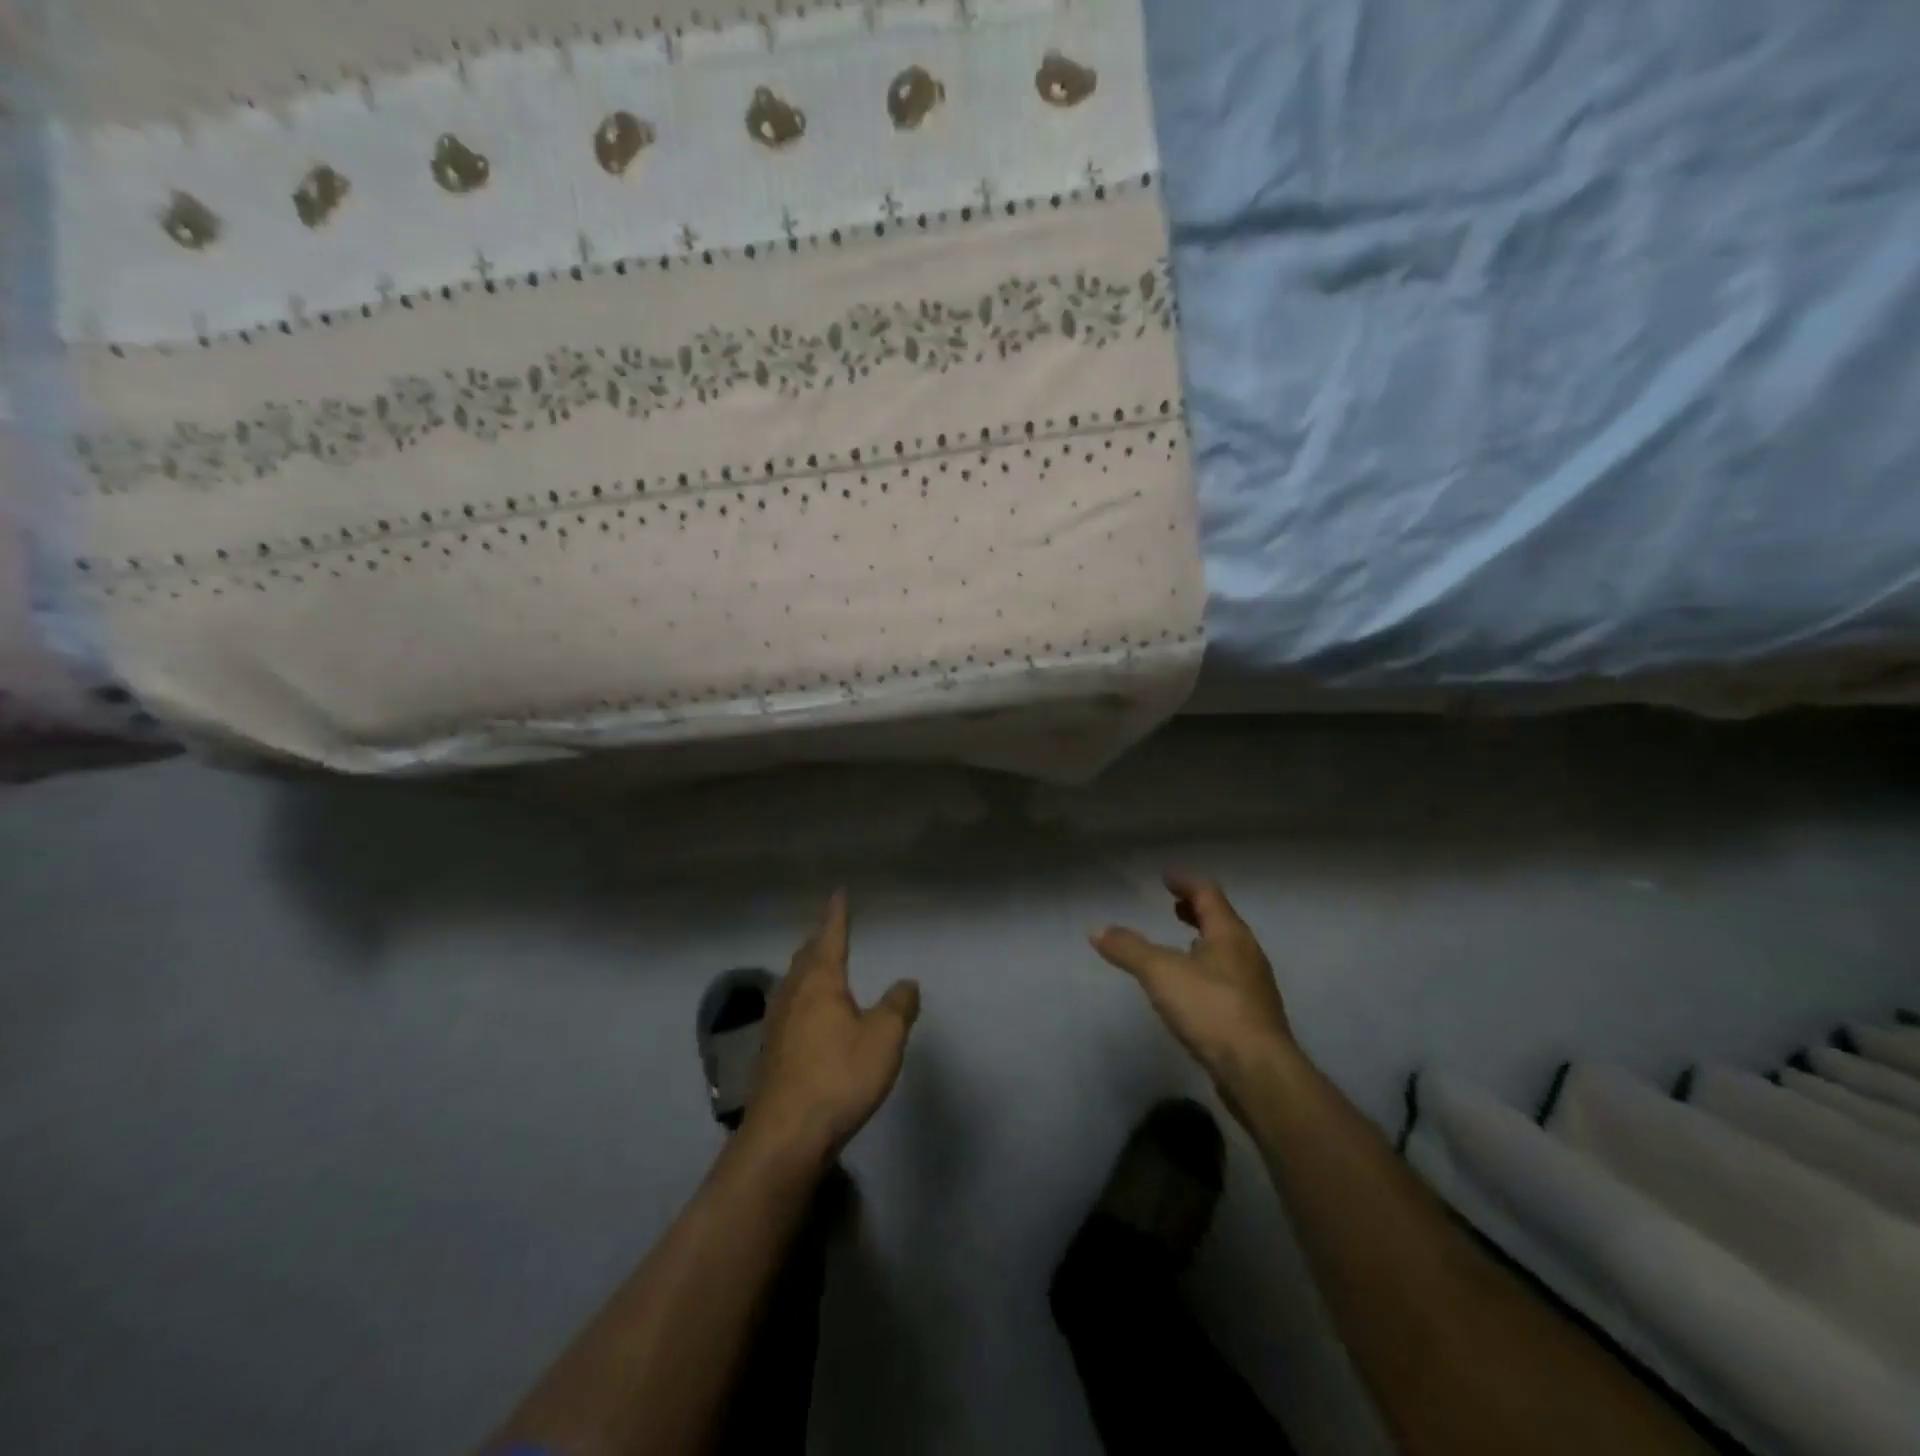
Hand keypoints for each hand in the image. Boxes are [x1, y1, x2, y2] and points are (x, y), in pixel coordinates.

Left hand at [742, 891, 920, 1165]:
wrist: (785, 1135)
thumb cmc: (838, 1076)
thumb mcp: (884, 1039)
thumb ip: (898, 1006)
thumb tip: (907, 982)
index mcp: (820, 982)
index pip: (831, 937)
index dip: (837, 914)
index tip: (839, 893)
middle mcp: (793, 994)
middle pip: (806, 956)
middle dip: (819, 938)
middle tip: (829, 925)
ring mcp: (776, 1024)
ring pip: (792, 981)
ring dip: (805, 966)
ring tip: (815, 962)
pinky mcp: (769, 1052)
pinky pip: (786, 1006)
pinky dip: (799, 994)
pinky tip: (801, 1011)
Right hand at [1093, 874, 1295, 1102]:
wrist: (1258, 1071)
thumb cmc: (1211, 1009)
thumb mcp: (1160, 973)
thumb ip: (1128, 948)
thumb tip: (1096, 928)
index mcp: (1230, 934)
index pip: (1208, 894)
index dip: (1186, 883)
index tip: (1166, 877)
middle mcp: (1247, 954)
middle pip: (1222, 921)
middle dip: (1196, 910)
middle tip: (1173, 906)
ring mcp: (1254, 986)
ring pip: (1227, 951)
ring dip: (1204, 940)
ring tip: (1182, 942)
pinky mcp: (1253, 1016)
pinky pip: (1228, 978)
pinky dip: (1208, 969)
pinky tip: (1193, 987)